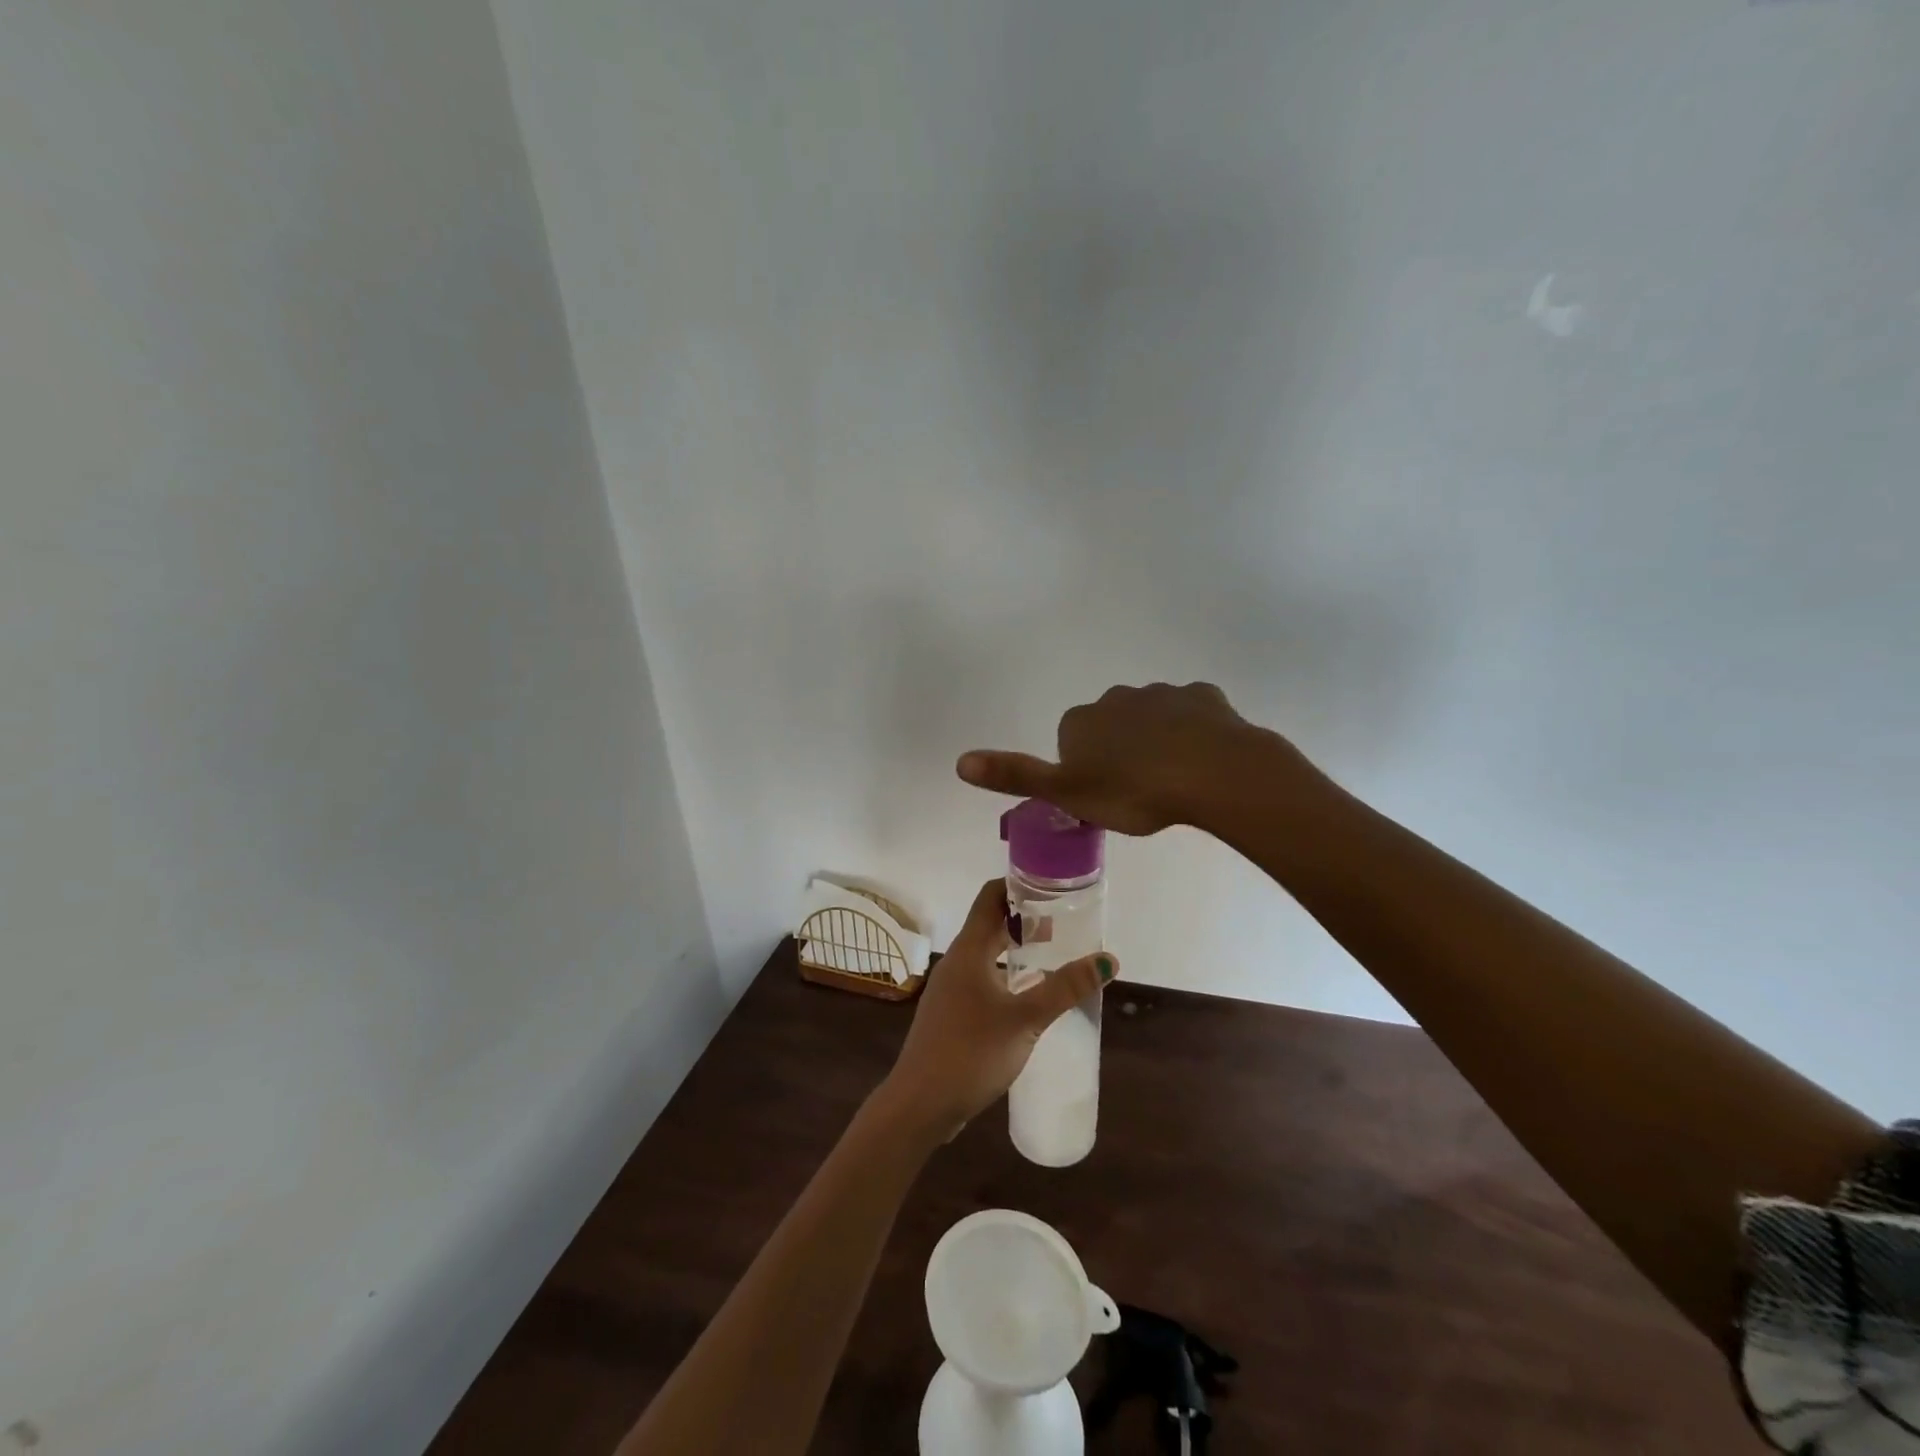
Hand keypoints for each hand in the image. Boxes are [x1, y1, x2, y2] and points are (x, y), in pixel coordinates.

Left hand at [878, 879, 1116, 1142]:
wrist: (920, 1104)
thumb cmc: (971, 1052)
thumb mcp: (1025, 1019)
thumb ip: (1065, 988)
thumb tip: (1108, 959)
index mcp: (969, 949)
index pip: (990, 896)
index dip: (1018, 884)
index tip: (1051, 885)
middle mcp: (957, 960)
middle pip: (990, 923)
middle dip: (1024, 918)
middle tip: (1063, 920)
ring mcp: (951, 988)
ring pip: (986, 953)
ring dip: (1015, 948)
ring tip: (1051, 954)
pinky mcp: (951, 1013)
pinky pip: (981, 978)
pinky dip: (1005, 974)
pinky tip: (1027, 995)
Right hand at [957, 681, 1316, 835]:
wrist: (1212, 773)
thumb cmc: (1133, 791)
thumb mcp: (1067, 793)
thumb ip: (1014, 775)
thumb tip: (959, 761)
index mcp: (1081, 721)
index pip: (1070, 742)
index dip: (1084, 771)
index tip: (1103, 796)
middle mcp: (1116, 698)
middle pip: (1110, 727)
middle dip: (1119, 752)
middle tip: (1137, 792)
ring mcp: (1162, 694)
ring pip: (1151, 719)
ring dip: (1155, 742)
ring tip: (1172, 781)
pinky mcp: (1203, 697)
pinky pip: (1191, 714)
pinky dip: (1192, 733)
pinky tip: (1201, 761)